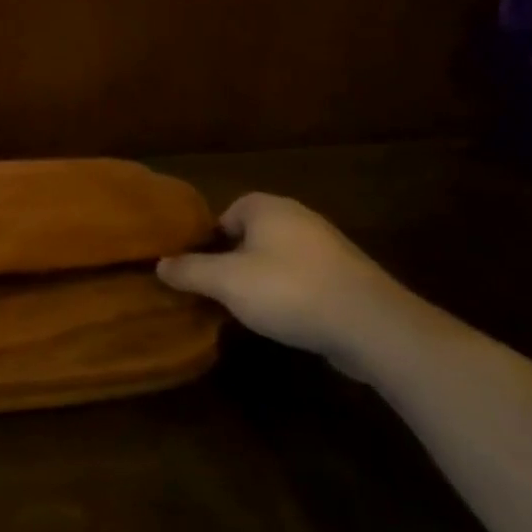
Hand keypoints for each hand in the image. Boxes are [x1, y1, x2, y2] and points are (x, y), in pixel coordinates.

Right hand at [156, 193, 423, 374]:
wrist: (371, 324)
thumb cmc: (288, 290)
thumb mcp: (226, 282)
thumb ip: (190, 271)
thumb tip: (160, 264)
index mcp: (266, 207)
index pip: (225, 214)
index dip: (209, 242)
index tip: (200, 270)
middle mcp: (297, 217)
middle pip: (251, 236)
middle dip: (234, 262)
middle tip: (219, 291)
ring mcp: (327, 246)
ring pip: (278, 259)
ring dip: (262, 280)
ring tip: (249, 309)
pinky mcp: (347, 277)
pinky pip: (304, 279)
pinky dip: (291, 294)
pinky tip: (285, 320)